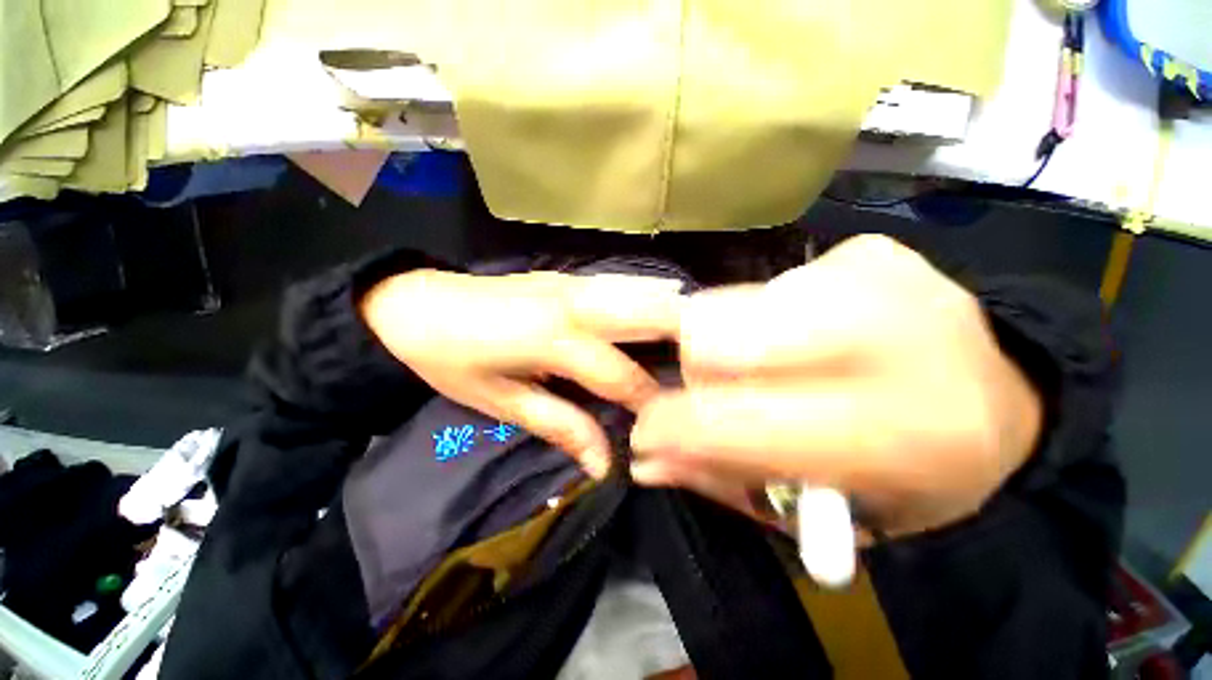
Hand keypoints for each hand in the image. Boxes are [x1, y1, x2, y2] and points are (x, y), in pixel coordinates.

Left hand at [362, 269, 683, 475]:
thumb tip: (604, 464)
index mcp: (553, 339)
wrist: (414, 304)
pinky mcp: (569, 275)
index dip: (650, 402)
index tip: (671, 422)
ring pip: (643, 291)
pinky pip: (624, 286)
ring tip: (698, 346)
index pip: (622, 374)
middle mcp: (574, 303)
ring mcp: (574, 282)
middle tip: (707, 373)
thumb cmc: (451, 360)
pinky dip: (650, 301)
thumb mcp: (500, 402)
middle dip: (687, 340)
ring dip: (675, 316)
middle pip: (650, 313)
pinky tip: (661, 319)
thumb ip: (560, 426)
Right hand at [630, 235, 1042, 535]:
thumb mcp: (829, 503)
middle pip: (713, 338)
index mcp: (896, 431)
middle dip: (698, 374)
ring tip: (774, 368)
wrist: (1005, 393)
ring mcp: (875, 274)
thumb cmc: (921, 473)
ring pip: (727, 307)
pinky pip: (763, 287)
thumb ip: (726, 477)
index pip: (737, 419)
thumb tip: (647, 461)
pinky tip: (805, 339)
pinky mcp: (864, 248)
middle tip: (721, 395)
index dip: (674, 426)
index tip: (644, 435)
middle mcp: (887, 334)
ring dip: (728, 347)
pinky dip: (761, 320)